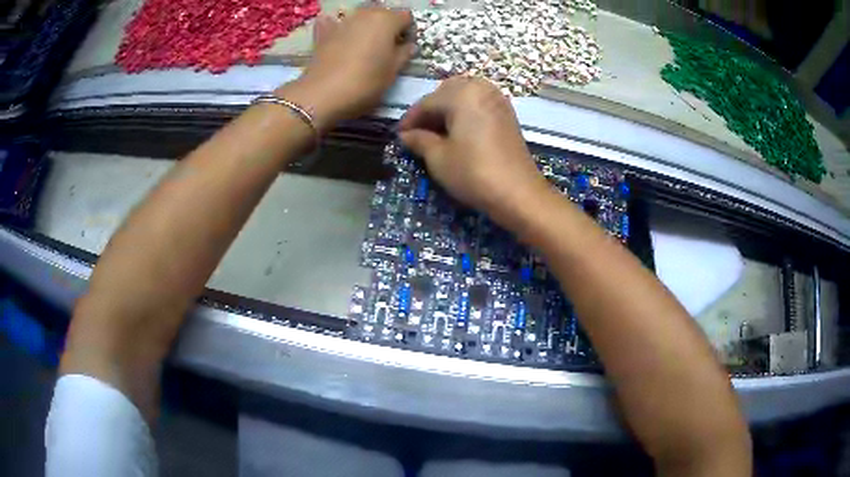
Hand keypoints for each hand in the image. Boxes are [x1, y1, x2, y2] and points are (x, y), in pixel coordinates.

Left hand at [279, 6, 414, 131]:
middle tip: (385, 47)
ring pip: (360, 17)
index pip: (406, 17)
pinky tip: (337, 37)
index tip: (404, 47)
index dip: (408, 31)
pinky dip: (337, 26)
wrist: (323, 94)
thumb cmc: (366, 82)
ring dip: (364, 26)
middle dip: (387, 26)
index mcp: (387, 20)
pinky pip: (333, 23)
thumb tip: (409, 46)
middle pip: (383, 13)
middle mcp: (365, 13)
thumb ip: (404, 54)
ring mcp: (343, 21)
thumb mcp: (393, 71)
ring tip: (362, 45)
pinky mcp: (323, 32)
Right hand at [398, 77, 549, 227]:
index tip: (399, 136)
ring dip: (448, 109)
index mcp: (462, 93)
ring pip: (465, 95)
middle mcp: (481, 88)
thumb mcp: (438, 158)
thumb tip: (406, 135)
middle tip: (418, 132)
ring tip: (438, 132)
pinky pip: (479, 104)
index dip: (410, 120)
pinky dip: (465, 112)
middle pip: (447, 92)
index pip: (427, 102)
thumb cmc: (473, 172)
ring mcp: (497, 100)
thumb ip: (419, 140)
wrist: (518, 193)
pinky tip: (459, 132)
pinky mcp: (507, 114)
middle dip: (430, 110)